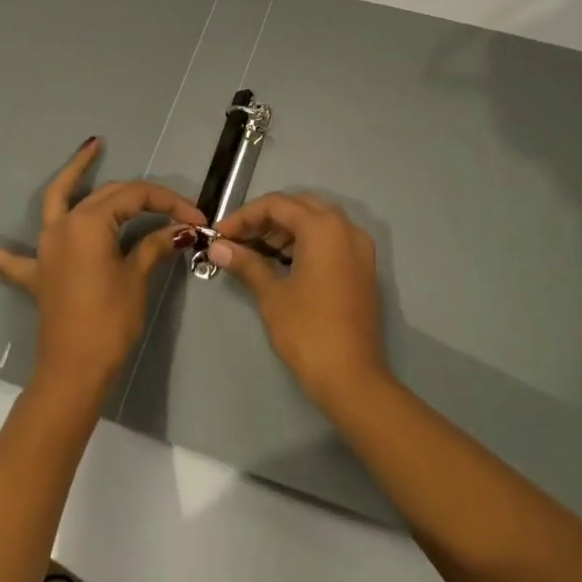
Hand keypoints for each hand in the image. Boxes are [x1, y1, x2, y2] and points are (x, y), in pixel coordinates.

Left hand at [0, 137, 204, 404]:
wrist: (76, 370)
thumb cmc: (111, 320)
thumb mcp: (138, 278)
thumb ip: (155, 245)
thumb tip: (182, 230)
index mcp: (90, 223)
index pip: (136, 198)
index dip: (169, 204)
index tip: (197, 219)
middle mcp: (63, 225)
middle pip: (107, 195)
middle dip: (143, 198)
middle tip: (177, 210)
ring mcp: (45, 248)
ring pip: (59, 198)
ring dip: (74, 173)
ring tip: (92, 148)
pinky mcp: (35, 274)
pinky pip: (1, 257)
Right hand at [209, 193, 391, 412]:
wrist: (351, 376)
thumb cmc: (307, 330)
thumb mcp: (272, 294)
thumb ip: (246, 263)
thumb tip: (218, 247)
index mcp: (323, 227)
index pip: (277, 205)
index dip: (244, 216)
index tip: (220, 234)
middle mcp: (346, 227)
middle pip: (300, 207)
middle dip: (266, 219)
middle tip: (238, 239)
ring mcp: (360, 247)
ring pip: (318, 221)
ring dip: (287, 229)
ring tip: (257, 250)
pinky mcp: (364, 267)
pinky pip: (332, 239)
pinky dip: (307, 242)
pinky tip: (285, 262)